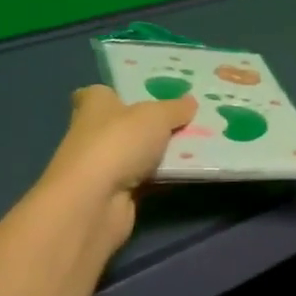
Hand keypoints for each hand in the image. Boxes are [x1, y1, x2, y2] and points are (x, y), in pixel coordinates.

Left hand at [43, 85, 196, 253]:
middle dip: (153, 123)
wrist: (95, 203)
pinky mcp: (116, 193)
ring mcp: (104, 165)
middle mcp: (94, 132)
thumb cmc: (118, 143)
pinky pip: (147, 179)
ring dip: (162, 151)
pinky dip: (164, 176)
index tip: (150, 94)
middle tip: (189, 117)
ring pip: (139, 153)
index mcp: (95, 104)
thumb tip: (190, 101)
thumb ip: (175, 108)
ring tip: (201, 142)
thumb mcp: (156, 116)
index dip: (123, 93)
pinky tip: (191, 170)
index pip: (103, 93)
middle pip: (127, 123)